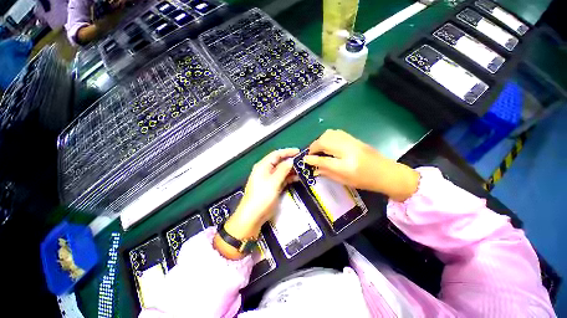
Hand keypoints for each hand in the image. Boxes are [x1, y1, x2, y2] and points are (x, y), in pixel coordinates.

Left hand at [214, 148, 298, 259]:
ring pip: (282, 170)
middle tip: (302, 161)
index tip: (298, 151)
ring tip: (302, 169)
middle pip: (279, 162)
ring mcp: (269, 179)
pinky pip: (282, 179)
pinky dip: (289, 177)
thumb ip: (282, 170)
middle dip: (290, 161)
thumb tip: (291, 161)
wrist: (253, 216)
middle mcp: (266, 170)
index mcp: (263, 166)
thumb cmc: (261, 197)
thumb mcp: (273, 182)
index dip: (287, 152)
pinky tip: (297, 178)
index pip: (276, 155)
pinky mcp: (273, 187)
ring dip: (291, 170)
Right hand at [304, 129, 418, 201]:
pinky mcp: (354, 138)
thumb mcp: (344, 181)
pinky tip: (328, 144)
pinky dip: (328, 137)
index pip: (323, 159)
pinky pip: (336, 133)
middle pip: (324, 141)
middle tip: (311, 154)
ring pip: (329, 134)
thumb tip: (313, 166)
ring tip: (318, 149)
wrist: (387, 173)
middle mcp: (348, 150)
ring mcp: (352, 142)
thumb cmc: (365, 181)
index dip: (311, 158)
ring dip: (320, 140)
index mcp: (346, 165)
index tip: (304, 159)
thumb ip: (327, 172)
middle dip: (314, 146)